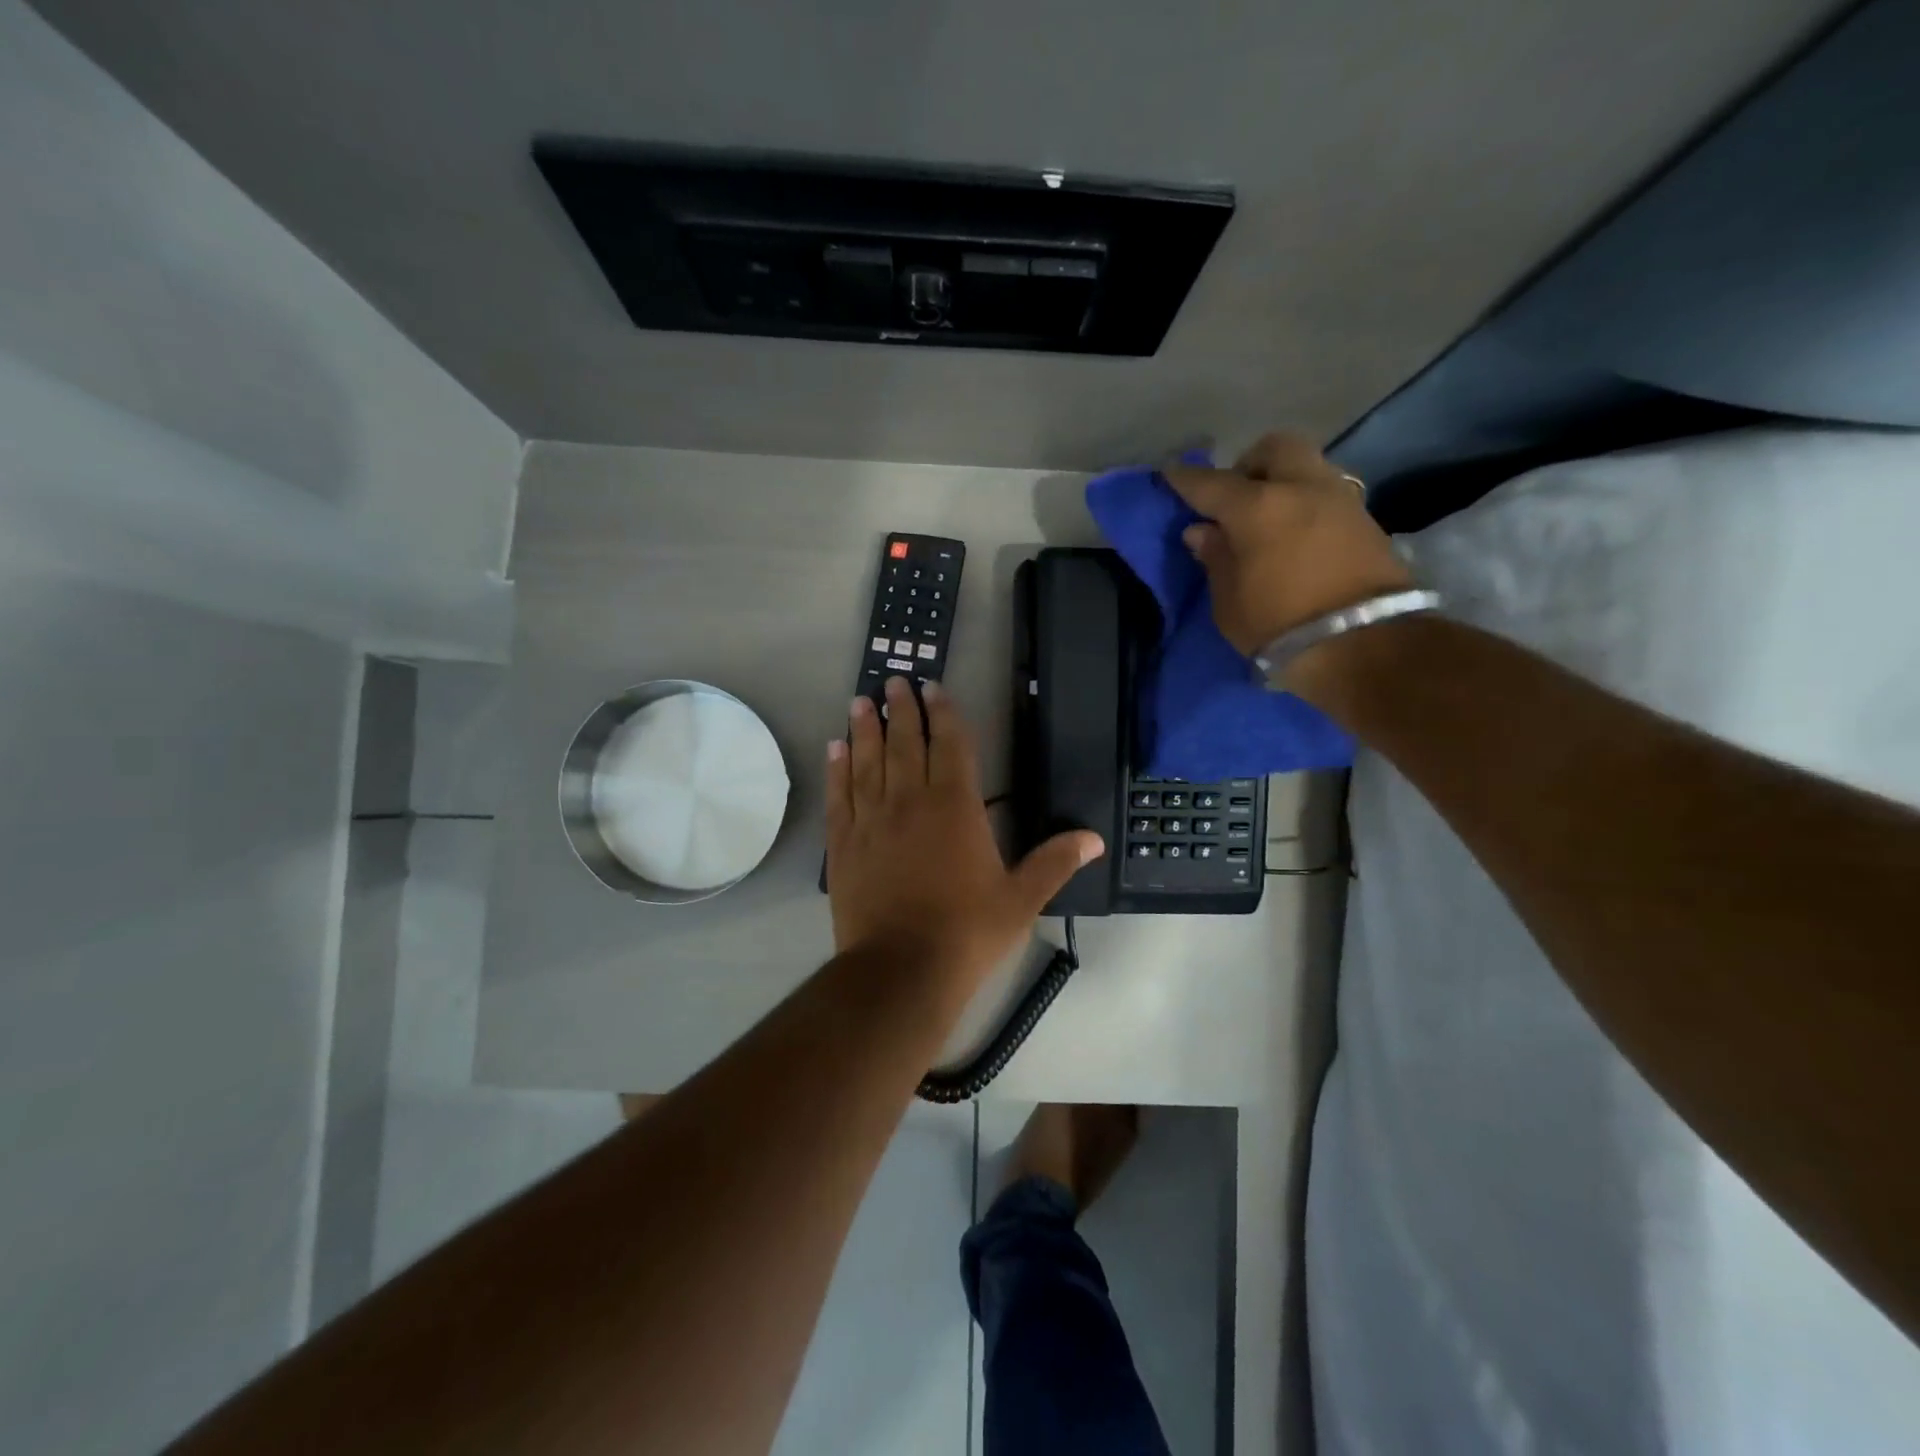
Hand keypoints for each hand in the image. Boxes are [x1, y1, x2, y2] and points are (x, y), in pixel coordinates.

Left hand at [826, 677, 1103, 984]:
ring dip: (864, 729)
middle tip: (894, 681)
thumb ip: (1053, 863)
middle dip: (901, 710)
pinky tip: (834, 749)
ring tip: (860, 701)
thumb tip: (1093, 838)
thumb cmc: (966, 933)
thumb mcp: (1019, 900)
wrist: (901, 970)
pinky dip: (837, 769)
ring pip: (867, 761)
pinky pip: (840, 795)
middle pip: (904, 743)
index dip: (943, 714)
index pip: (950, 746)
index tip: (933, 688)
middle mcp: (911, 802)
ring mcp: (872, 821)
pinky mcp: (844, 844)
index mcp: (956, 808)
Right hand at [1163, 432, 1411, 656]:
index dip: (1185, 479)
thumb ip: (1215, 558)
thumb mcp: (1229, 602)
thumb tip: (1203, 531)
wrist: (1364, 646)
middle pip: (1274, 448)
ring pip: (1307, 467)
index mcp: (1257, 507)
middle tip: (1235, 498)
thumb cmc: (1279, 626)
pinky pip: (1327, 494)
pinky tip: (1297, 534)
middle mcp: (1301, 488)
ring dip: (1284, 482)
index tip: (1170, 475)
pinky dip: (1306, 504)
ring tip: (1269, 519)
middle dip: (1249, 464)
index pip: (1211, 483)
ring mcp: (1340, 500)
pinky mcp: (1366, 520)